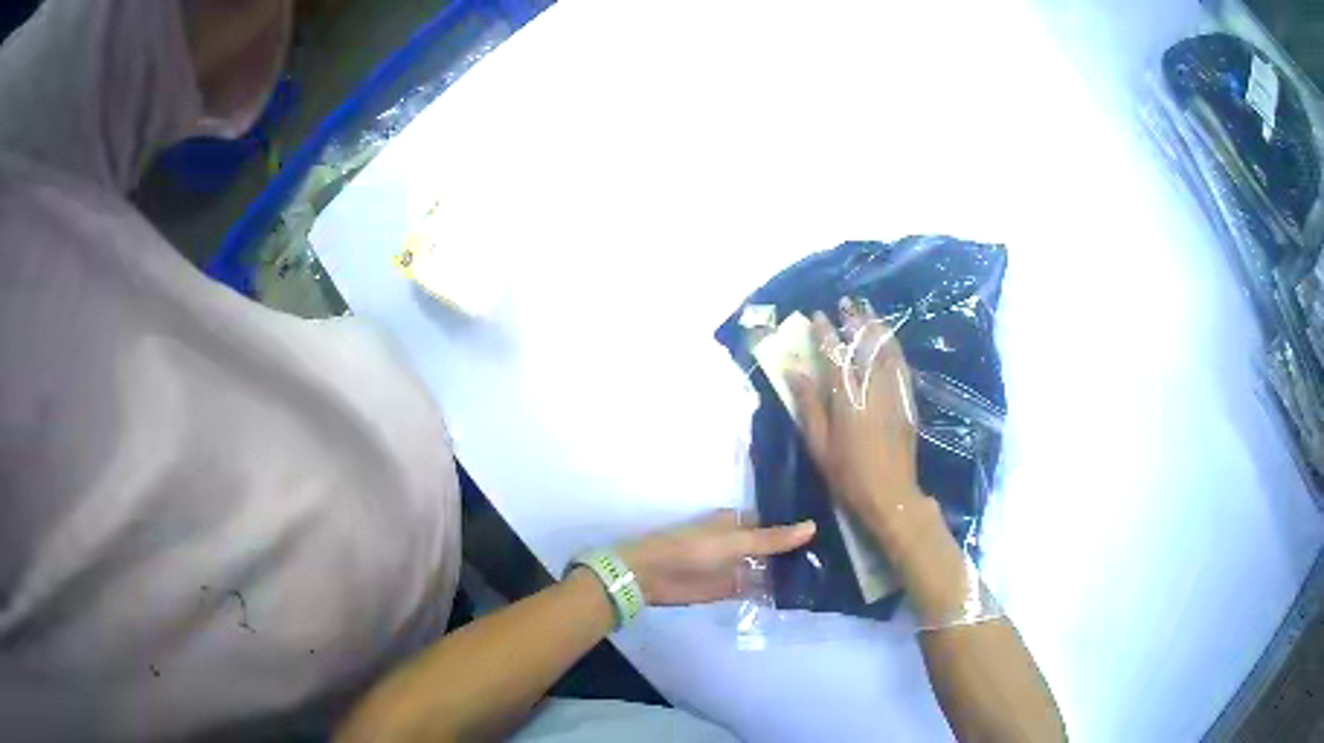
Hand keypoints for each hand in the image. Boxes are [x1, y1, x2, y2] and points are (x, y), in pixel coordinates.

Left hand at [617, 510, 815, 604]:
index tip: (832, 531)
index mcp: (739, 522)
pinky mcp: (730, 589)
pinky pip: (757, 590)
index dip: (798, 527)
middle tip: (837, 559)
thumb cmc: (692, 549)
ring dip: (788, 575)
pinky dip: (774, 593)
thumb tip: (812, 525)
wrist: (652, 576)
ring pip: (768, 570)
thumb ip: (773, 538)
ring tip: (826, 578)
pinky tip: (800, 598)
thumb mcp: (735, 541)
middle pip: (774, 548)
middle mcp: (741, 543)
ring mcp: (736, 567)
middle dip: (797, 553)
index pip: (776, 523)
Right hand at [788, 305, 925, 531]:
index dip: (825, 333)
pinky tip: (889, 342)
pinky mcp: (908, 401)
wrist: (890, 494)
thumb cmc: (847, 474)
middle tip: (847, 303)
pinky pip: (901, 365)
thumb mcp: (818, 444)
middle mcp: (873, 387)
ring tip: (869, 312)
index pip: (835, 354)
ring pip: (888, 350)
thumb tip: (793, 372)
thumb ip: (808, 404)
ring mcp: (895, 392)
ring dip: (878, 328)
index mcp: (848, 397)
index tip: (817, 316)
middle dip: (856, 320)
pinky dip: (893, 347)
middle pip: (866, 344)